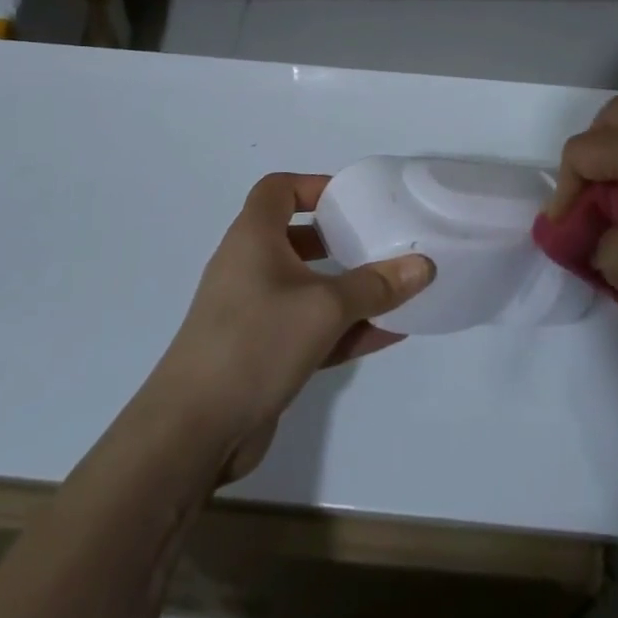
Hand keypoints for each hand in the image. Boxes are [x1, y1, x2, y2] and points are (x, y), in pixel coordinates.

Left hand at [154, 173, 434, 482]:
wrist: (193, 432)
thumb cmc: (255, 343)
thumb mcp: (325, 308)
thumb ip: (376, 285)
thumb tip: (424, 264)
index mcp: (253, 238)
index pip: (277, 190)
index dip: (313, 186)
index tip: (352, 200)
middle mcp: (249, 267)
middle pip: (296, 238)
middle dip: (338, 239)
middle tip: (379, 241)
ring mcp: (253, 313)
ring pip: (307, 287)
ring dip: (348, 289)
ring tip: (394, 289)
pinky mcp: (261, 353)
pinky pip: (309, 328)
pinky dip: (343, 328)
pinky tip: (387, 335)